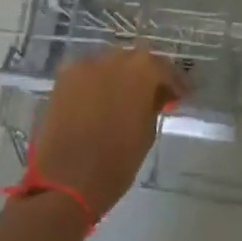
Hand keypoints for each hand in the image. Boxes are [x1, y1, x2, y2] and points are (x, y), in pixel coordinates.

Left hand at [28, 48, 186, 219]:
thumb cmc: (117, 162)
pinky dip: (97, 84)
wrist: (66, 182)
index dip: (173, 83)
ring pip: (109, 65)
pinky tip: (100, 102)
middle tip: (152, 96)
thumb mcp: (147, 133)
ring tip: (124, 99)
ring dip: (119, 78)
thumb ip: (153, 105)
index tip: (179, 97)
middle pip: (135, 60)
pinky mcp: (62, 79)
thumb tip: (155, 96)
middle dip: (145, 76)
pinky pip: (88, 75)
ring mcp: (84, 66)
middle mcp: (113, 58)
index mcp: (142, 70)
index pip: (163, 69)